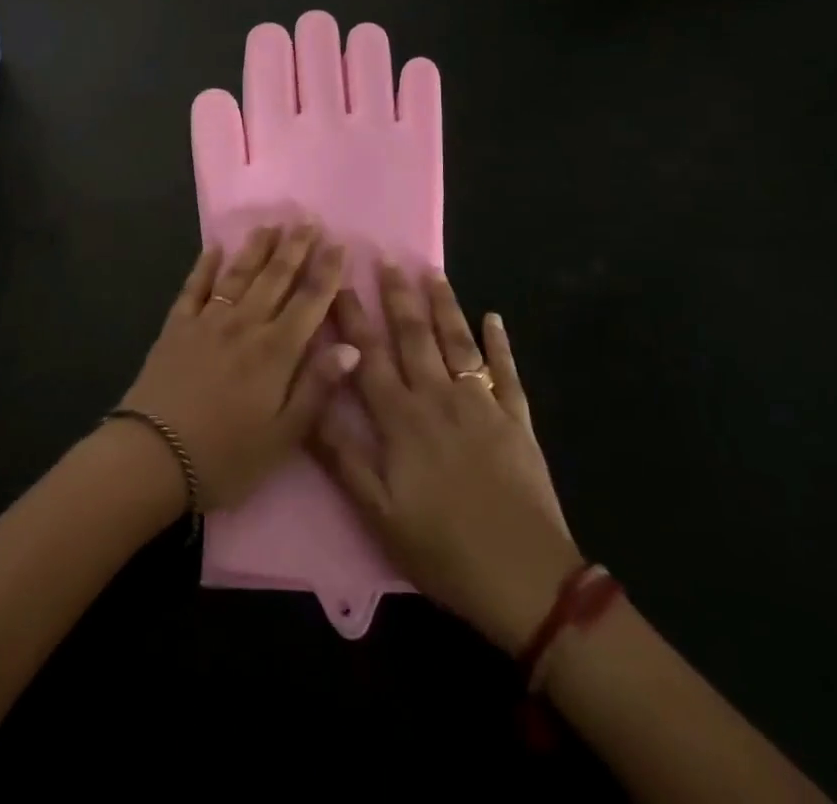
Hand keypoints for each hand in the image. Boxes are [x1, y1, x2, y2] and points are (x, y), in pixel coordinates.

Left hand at [122, 225, 360, 511]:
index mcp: (276, 351)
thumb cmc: (226, 456)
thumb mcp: (284, 435)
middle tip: (308, 220)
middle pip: (275, 278)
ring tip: (271, 224)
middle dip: (295, 248)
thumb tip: (351, 346)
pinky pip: (194, 288)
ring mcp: (208, 321)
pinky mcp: (177, 327)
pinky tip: (214, 247)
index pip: (310, 301)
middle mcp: (245, 325)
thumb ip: (317, 388)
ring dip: (257, 248)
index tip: (340, 244)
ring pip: (238, 275)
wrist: (153, 456)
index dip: (327, 271)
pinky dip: (205, 266)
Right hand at [313, 265, 581, 655]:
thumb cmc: (443, 549)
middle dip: (397, 295)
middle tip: (386, 257)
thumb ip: (342, 455)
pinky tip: (494, 317)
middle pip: (413, 336)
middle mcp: (438, 398)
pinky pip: (506, 372)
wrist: (525, 579)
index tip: (340, 281)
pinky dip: (500, 343)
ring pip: (457, 342)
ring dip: (443, 305)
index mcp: (401, 419)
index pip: (368, 355)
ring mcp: (482, 405)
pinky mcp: (517, 420)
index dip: (352, 317)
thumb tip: (310, 403)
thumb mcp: (378, 512)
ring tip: (432, 271)